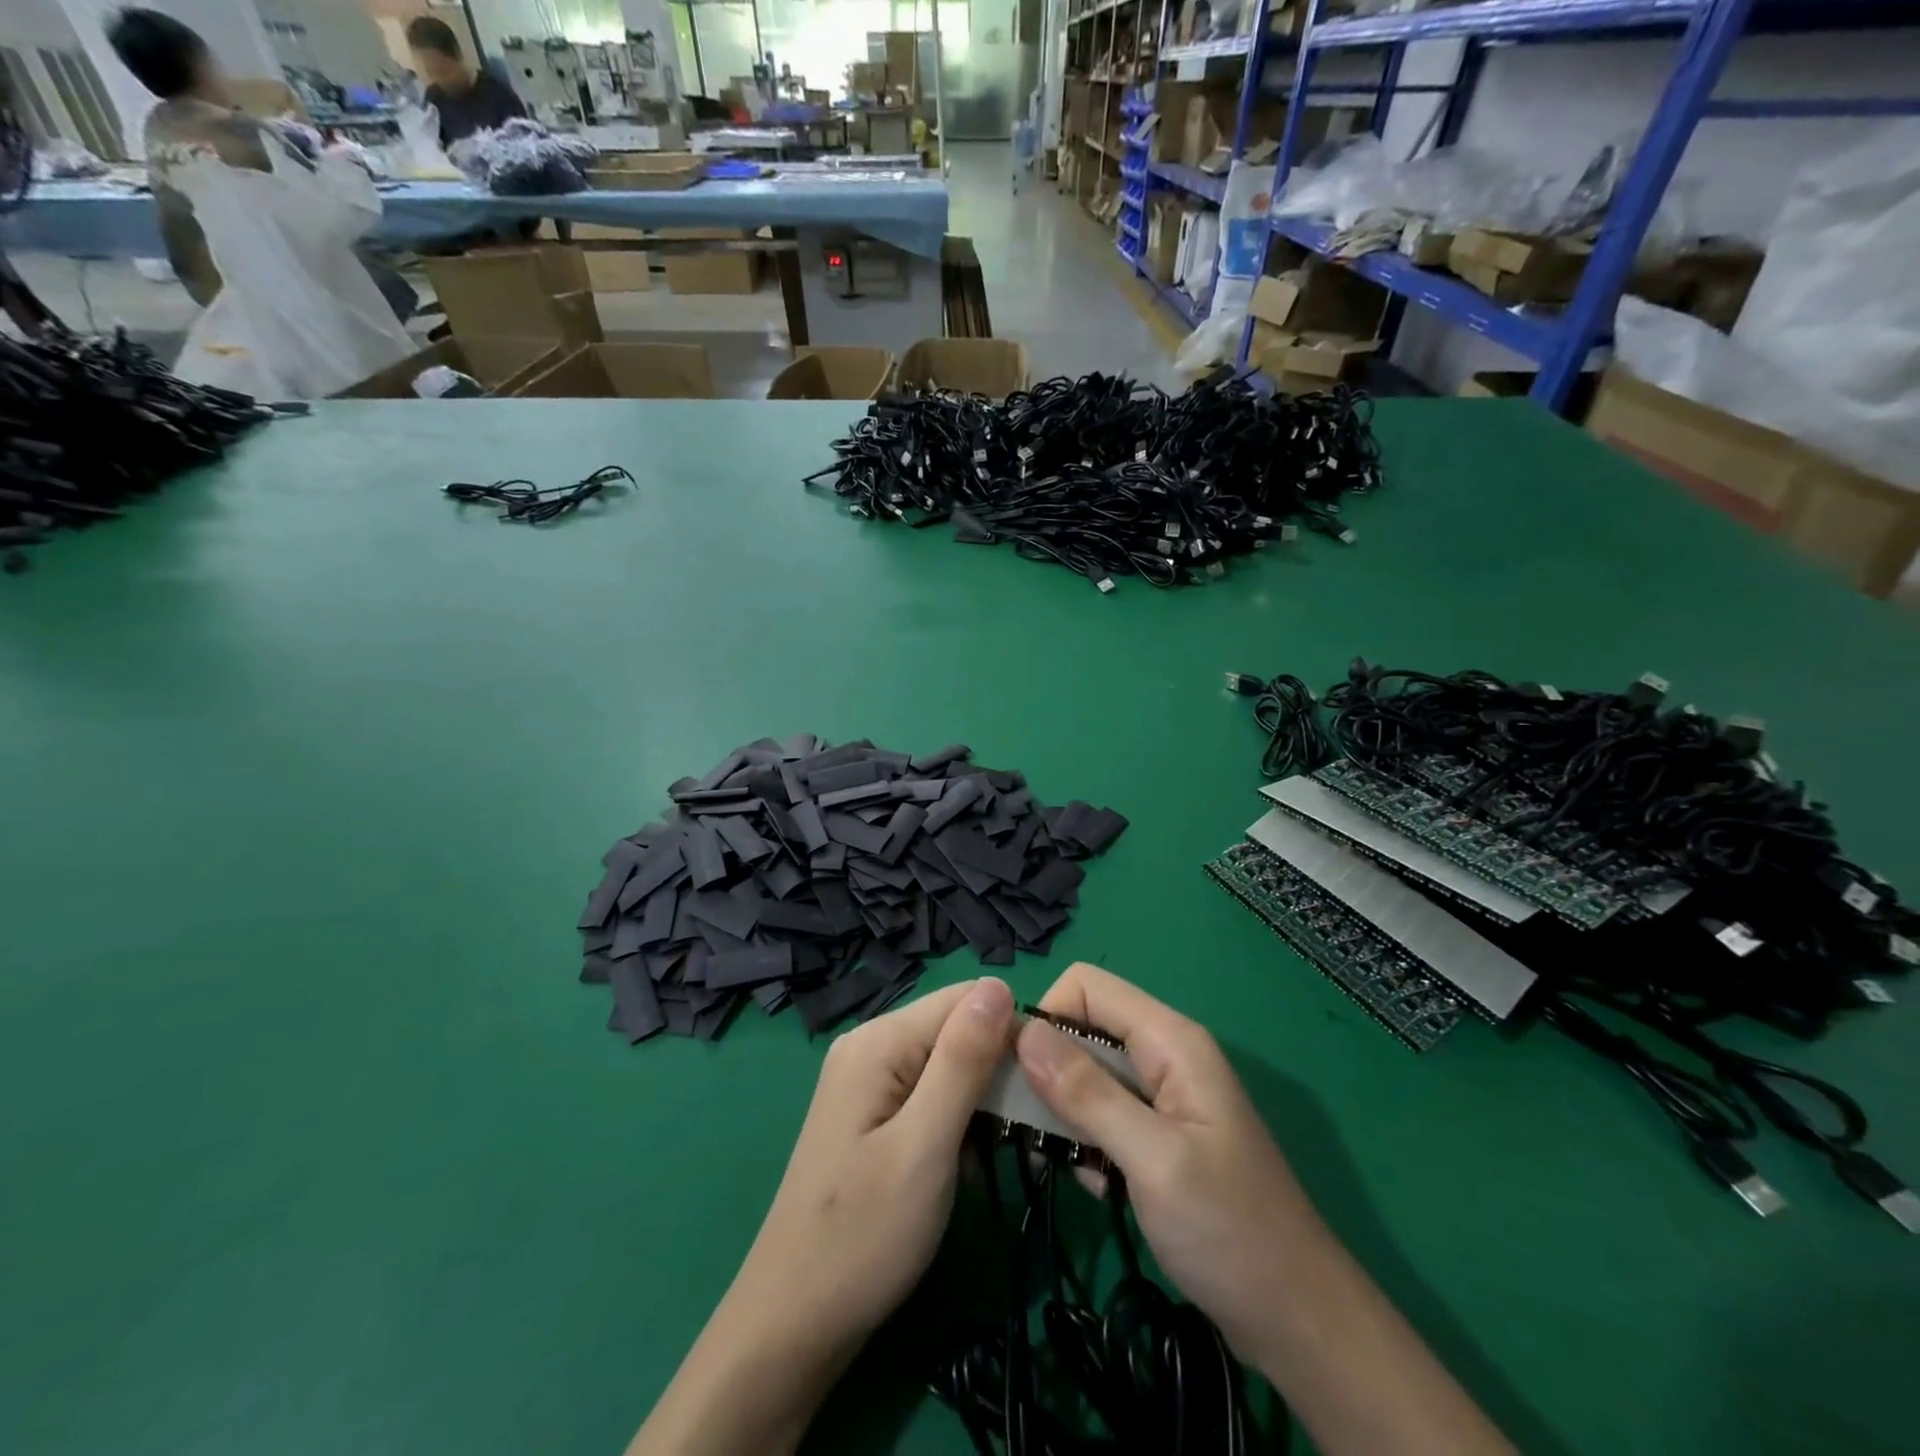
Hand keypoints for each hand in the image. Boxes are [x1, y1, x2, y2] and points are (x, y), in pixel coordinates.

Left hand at [631, 976, 1014, 1454]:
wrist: (794, 1321)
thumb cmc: (864, 1235)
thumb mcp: (925, 1145)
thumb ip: (963, 1060)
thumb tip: (999, 985)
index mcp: (881, 1039)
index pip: (968, 999)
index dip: (1011, 1035)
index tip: (1040, 1091)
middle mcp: (870, 1043)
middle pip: (957, 1028)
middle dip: (996, 1071)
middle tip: (1024, 1133)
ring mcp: (866, 1077)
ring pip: (948, 1062)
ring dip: (981, 1100)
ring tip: (1000, 1151)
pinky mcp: (870, 1110)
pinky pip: (929, 1091)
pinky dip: (956, 1119)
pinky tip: (966, 1161)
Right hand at [1015, 962, 1321, 1365]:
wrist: (1298, 1320)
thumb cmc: (1229, 1231)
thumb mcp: (1153, 1159)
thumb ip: (1087, 1092)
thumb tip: (1022, 1032)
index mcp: (1171, 1040)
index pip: (1087, 986)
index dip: (1048, 1017)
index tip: (1021, 1075)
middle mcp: (1164, 1053)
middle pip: (1083, 1026)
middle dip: (1049, 1069)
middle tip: (1032, 1128)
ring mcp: (1163, 1093)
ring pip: (1087, 1071)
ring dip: (1066, 1112)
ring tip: (1069, 1165)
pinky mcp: (1158, 1131)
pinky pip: (1102, 1111)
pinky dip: (1087, 1140)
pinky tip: (1097, 1186)